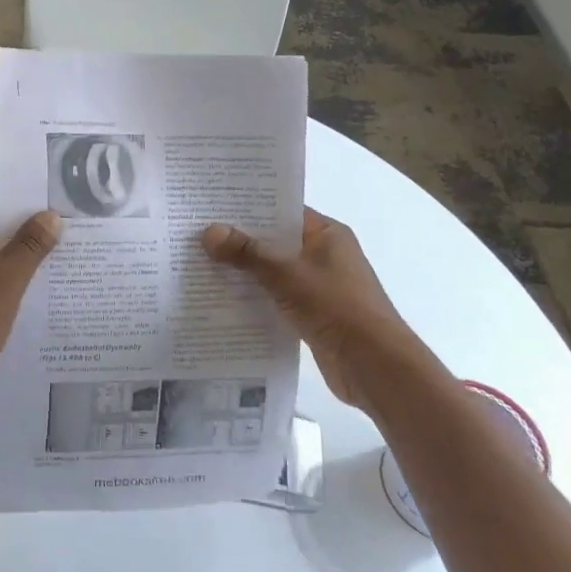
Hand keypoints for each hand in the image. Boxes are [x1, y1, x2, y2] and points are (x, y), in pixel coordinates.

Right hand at [201, 208, 413, 410]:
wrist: (374, 367)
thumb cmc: (337, 307)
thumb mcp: (286, 274)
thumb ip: (247, 253)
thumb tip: (208, 231)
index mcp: (327, 234)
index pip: (283, 210)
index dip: (249, 206)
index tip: (212, 204)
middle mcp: (324, 255)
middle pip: (275, 241)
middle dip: (239, 240)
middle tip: (196, 233)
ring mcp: (319, 286)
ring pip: (273, 271)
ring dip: (244, 271)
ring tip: (200, 263)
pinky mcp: (312, 314)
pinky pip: (276, 297)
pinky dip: (254, 297)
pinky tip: (221, 298)